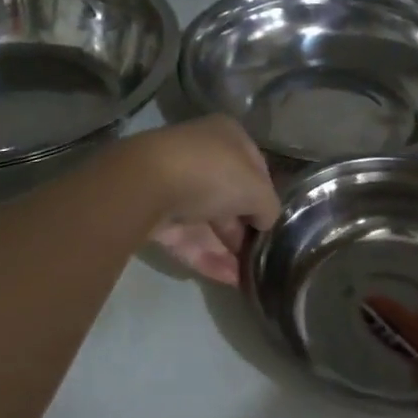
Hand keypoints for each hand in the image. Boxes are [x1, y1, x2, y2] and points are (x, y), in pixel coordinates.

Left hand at [122, 117, 280, 284]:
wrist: (145, 185)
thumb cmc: (211, 174)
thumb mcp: (256, 190)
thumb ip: (269, 207)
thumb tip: (266, 221)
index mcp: (227, 136)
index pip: (255, 167)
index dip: (266, 195)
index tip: (273, 223)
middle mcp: (200, 155)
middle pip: (229, 196)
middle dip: (244, 228)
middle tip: (260, 256)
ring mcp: (173, 184)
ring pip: (206, 220)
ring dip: (228, 249)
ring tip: (249, 278)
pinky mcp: (153, 214)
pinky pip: (186, 238)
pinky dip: (206, 257)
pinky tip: (228, 281)